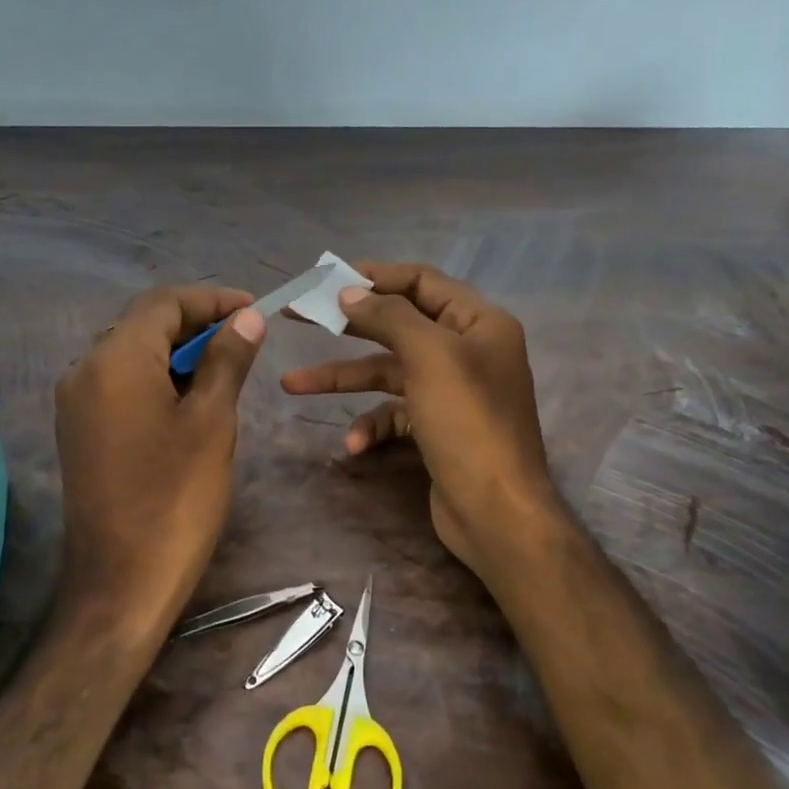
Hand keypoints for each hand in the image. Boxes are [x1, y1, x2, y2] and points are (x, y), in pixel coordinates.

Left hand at [55, 285, 265, 623]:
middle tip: (244, 337)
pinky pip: (119, 384)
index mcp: (115, 360)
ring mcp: (76, 403)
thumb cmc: (176, 498)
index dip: (210, 299)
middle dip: (194, 323)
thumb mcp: (212, 422)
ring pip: (131, 354)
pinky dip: (156, 378)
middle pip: (142, 324)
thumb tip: (246, 318)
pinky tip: (189, 398)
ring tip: (224, 366)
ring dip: (176, 352)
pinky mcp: (79, 431)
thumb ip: (226, 360)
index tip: (253, 309)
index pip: (163, 303)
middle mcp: (84, 370)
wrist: (121, 581)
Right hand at [281, 262, 562, 579]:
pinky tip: (354, 445)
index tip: (327, 278)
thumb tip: (349, 292)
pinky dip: (371, 424)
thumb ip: (389, 317)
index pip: (421, 281)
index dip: (374, 276)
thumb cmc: (468, 423)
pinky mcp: (436, 427)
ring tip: (291, 385)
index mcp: (478, 322)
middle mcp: (466, 350)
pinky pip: (394, 413)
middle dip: (346, 323)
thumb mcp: (430, 357)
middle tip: (297, 315)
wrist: (497, 512)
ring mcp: (450, 391)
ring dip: (343, 379)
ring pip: (387, 371)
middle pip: (397, 324)